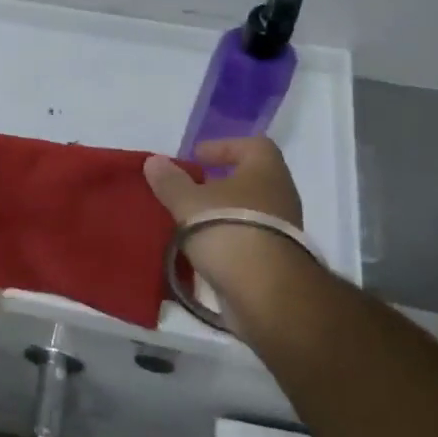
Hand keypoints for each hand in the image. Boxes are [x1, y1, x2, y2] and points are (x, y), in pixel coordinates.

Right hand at [143, 138, 309, 313]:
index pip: (253, 145)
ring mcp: (282, 228)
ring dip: (223, 211)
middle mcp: (280, 194)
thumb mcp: (188, 202)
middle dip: (219, 182)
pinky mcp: (277, 258)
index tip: (196, 158)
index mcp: (266, 171)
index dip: (223, 147)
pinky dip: (228, 236)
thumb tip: (154, 161)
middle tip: (190, 189)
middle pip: (250, 178)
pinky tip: (203, 246)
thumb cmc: (228, 229)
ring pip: (249, 209)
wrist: (266, 291)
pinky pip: (249, 236)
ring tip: (191, 219)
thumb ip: (170, 181)